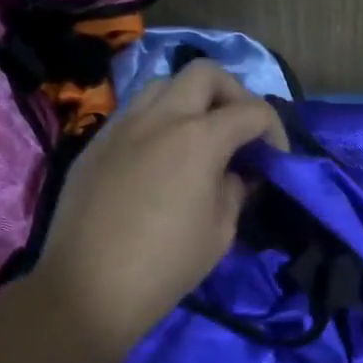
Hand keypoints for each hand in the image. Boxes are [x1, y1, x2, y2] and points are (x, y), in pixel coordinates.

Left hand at [38, 60, 286, 362]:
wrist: (87, 290)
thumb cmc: (165, 266)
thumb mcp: (221, 232)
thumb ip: (235, 190)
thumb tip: (235, 173)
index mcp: (198, 139)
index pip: (251, 111)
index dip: (274, 130)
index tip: (276, 158)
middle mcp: (160, 118)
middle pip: (205, 73)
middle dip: (234, 93)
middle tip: (239, 130)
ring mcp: (122, 126)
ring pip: (163, 84)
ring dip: (191, 101)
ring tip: (199, 137)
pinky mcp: (96, 143)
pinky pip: (135, 112)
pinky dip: (159, 120)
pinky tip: (161, 157)